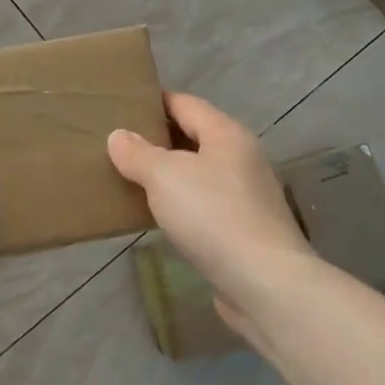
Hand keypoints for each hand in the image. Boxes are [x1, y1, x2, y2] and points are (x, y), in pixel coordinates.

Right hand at [107, 93, 314, 335]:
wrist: (265, 283)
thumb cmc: (213, 216)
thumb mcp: (164, 177)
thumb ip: (138, 154)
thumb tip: (119, 136)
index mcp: (227, 135)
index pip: (186, 104)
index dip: (155, 101)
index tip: (123, 105)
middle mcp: (242, 158)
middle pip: (194, 138)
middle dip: (158, 139)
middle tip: (118, 144)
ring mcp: (247, 196)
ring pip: (199, 173)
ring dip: (169, 175)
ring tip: (131, 179)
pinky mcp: (246, 229)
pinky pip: (205, 204)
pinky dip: (182, 204)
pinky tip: (159, 216)